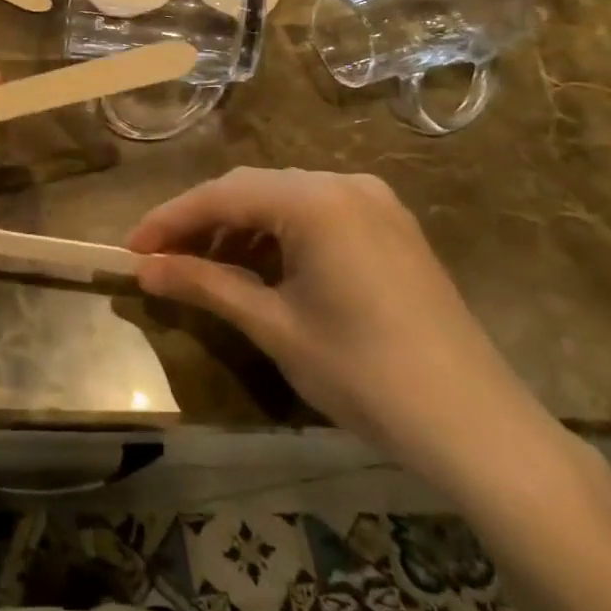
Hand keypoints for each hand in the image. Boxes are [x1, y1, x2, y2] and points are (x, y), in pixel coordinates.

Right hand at [127, 167, 555, 489]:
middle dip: (202, 222)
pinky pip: (316, 215)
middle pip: (252, 189)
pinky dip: (278, 236)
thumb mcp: (274, 327)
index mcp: (316, 200)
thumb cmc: (365, 373)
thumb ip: (205, 286)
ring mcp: (374, 203)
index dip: (170, 220)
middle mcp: (345, 184)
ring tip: (204, 268)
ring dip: (239, 228)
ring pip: (284, 200)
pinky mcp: (390, 228)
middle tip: (160, 260)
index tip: (131, 250)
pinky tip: (259, 268)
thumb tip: (144, 270)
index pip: (222, 195)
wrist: (478, 427)